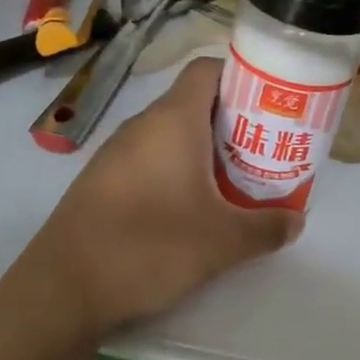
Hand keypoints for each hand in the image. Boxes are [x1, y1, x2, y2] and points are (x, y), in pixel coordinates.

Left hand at [32, 57, 301, 331]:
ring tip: (234, 182)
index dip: (241, 77)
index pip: (207, 70)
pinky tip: (189, 209)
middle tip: (264, 150)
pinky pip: (149, 160)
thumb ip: (266, 228)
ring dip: (204, 150)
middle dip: (232, 122)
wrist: (62, 289)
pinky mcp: (101, 182)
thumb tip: (296, 221)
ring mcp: (116, 153)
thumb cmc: (150, 246)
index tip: (270, 103)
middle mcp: (142, 126)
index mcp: (173, 120)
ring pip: (171, 135)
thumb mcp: (223, 242)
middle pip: (194, 103)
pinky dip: (176, 171)